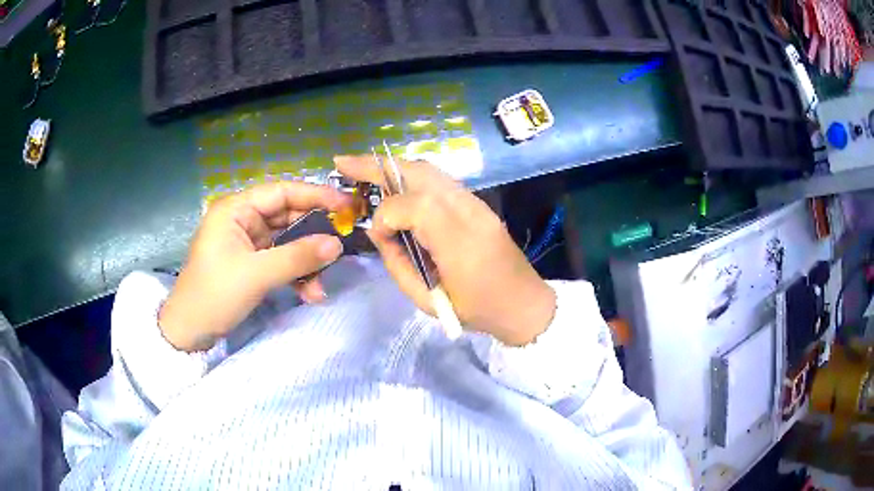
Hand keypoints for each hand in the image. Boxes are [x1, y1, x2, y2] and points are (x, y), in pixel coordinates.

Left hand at [159, 182, 349, 351]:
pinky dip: (296, 275)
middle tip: (341, 248)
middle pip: (288, 217)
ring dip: (306, 262)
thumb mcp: (256, 275)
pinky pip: (282, 261)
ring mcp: (248, 243)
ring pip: (288, 242)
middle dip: (313, 236)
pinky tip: (309, 294)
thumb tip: (337, 245)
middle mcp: (243, 220)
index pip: (282, 192)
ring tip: (320, 286)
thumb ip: (297, 257)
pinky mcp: (252, 263)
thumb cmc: (214, 295)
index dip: (315, 196)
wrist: (190, 331)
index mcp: (236, 209)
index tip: (347, 206)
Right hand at [335, 155, 555, 345]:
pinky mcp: (479, 204)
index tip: (379, 236)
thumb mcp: (428, 301)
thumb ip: (397, 264)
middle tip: (345, 163)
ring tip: (364, 170)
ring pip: (431, 171)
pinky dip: (413, 178)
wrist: (524, 304)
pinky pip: (441, 181)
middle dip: (378, 165)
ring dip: (395, 167)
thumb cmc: (478, 310)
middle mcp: (470, 211)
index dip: (386, 216)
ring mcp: (477, 204)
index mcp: (459, 241)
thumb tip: (380, 233)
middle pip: (421, 171)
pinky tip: (395, 185)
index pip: (412, 206)